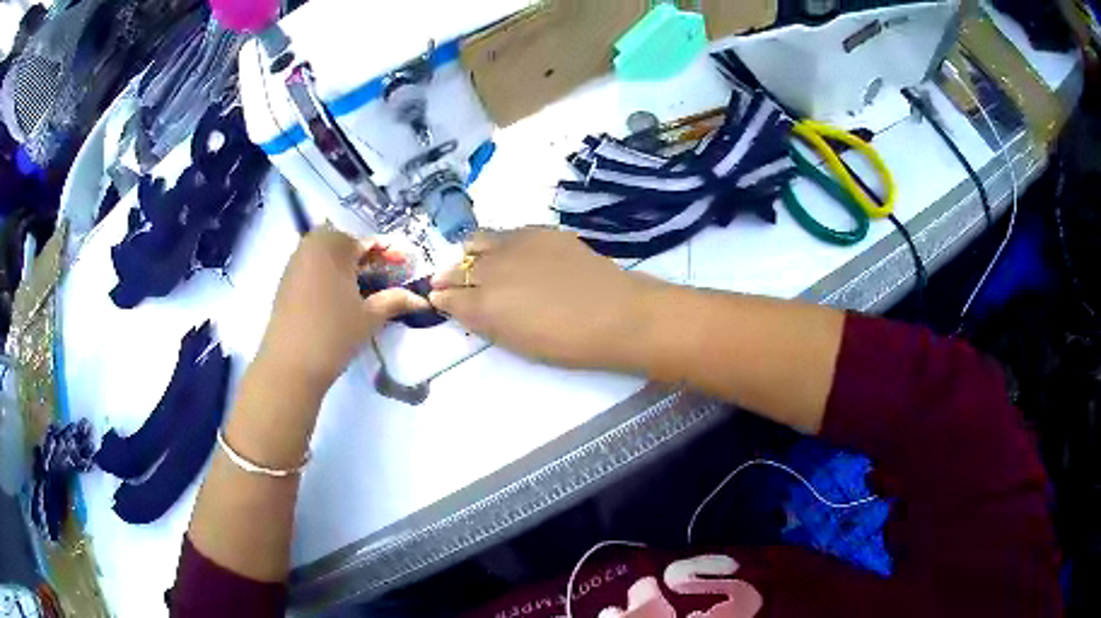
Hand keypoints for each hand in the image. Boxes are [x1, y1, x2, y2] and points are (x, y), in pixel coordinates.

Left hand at [258, 227, 427, 396]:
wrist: (289, 365)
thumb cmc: (334, 334)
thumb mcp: (370, 317)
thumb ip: (395, 300)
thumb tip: (422, 299)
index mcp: (333, 244)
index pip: (368, 242)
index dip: (390, 255)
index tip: (405, 267)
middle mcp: (311, 245)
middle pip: (346, 245)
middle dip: (366, 260)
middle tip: (384, 281)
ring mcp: (295, 263)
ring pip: (328, 257)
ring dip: (347, 268)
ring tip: (363, 292)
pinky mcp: (285, 282)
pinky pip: (313, 269)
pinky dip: (329, 277)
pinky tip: (339, 300)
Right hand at [429, 227, 657, 369]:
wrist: (615, 314)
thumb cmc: (567, 343)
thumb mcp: (517, 342)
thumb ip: (486, 322)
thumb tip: (465, 305)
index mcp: (483, 306)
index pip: (448, 298)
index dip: (442, 298)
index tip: (441, 299)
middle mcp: (490, 270)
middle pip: (457, 268)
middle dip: (450, 277)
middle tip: (452, 282)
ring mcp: (514, 245)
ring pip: (477, 241)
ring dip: (471, 253)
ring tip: (479, 261)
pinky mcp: (537, 231)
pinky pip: (506, 232)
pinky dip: (499, 242)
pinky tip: (509, 251)